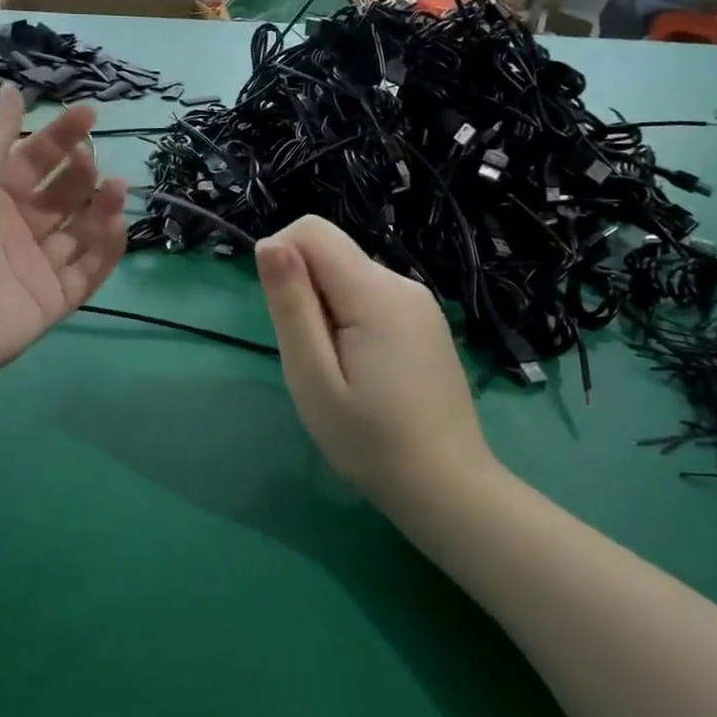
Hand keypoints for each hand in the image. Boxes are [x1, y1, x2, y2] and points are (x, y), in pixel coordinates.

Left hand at [0, 84, 125, 381]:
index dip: (61, 137)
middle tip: (92, 160)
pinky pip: (89, 271)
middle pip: (62, 195)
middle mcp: (18, 229)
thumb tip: (11, 88)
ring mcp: (38, 266)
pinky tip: (117, 223)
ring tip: (116, 187)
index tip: (89, 114)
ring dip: (101, 207)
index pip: (34, 160)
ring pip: (81, 231)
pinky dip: (106, 248)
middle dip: (81, 174)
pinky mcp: (55, 300)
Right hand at [255, 216, 488, 503]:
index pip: (312, 231)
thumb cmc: (370, 440)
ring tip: (337, 371)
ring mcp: (420, 303)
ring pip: (349, 277)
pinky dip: (350, 321)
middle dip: (304, 293)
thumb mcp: (313, 377)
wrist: (446, 486)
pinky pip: (371, 298)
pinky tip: (362, 371)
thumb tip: (269, 244)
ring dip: (326, 311)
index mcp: (375, 292)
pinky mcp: (425, 322)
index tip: (282, 317)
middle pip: (332, 254)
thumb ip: (291, 306)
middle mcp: (402, 283)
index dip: (281, 259)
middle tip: (311, 359)